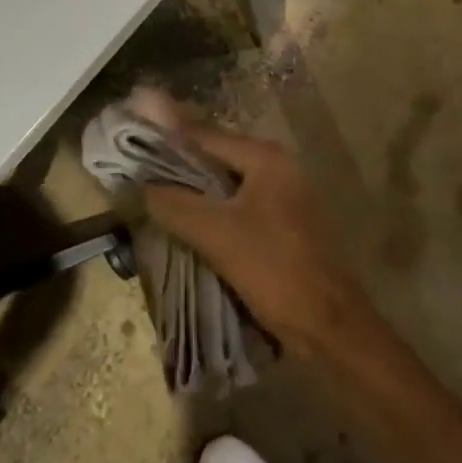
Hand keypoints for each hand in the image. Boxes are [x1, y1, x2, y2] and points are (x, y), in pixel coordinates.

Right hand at [143, 121, 369, 357]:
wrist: (330, 326)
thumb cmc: (275, 270)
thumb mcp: (217, 235)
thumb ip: (175, 205)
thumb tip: (138, 185)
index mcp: (266, 157)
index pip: (205, 136)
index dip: (167, 140)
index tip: (131, 146)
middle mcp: (278, 166)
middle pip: (216, 157)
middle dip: (178, 167)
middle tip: (138, 176)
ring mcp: (284, 194)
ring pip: (226, 184)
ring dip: (194, 192)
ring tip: (154, 200)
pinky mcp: (285, 222)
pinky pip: (239, 206)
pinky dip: (213, 211)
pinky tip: (188, 225)